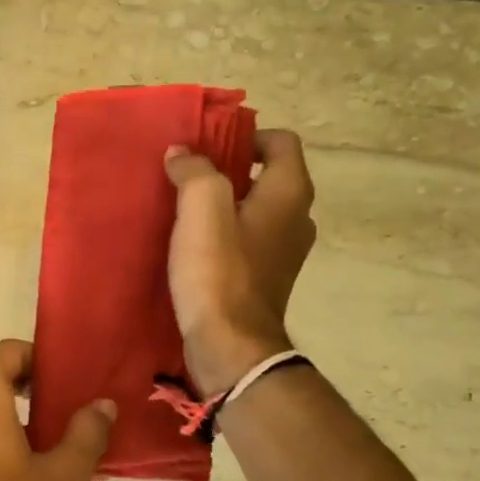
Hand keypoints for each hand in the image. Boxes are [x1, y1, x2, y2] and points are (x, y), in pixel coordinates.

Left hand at [0, 339, 115, 480]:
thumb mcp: (65, 474)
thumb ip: (86, 432)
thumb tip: (104, 404)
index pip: (6, 351)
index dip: (38, 356)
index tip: (67, 376)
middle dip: (25, 379)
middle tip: (63, 399)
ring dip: (11, 406)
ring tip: (52, 430)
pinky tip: (29, 460)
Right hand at [164, 128, 316, 394]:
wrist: (229, 345)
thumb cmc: (219, 270)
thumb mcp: (202, 208)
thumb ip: (194, 171)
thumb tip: (183, 154)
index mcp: (289, 193)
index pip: (280, 141)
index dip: (245, 135)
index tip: (207, 147)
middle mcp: (296, 217)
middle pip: (266, 174)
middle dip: (228, 169)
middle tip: (187, 174)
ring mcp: (283, 251)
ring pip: (254, 208)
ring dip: (222, 202)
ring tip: (183, 207)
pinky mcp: (264, 276)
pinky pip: (246, 238)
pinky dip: (223, 232)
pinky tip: (190, 243)